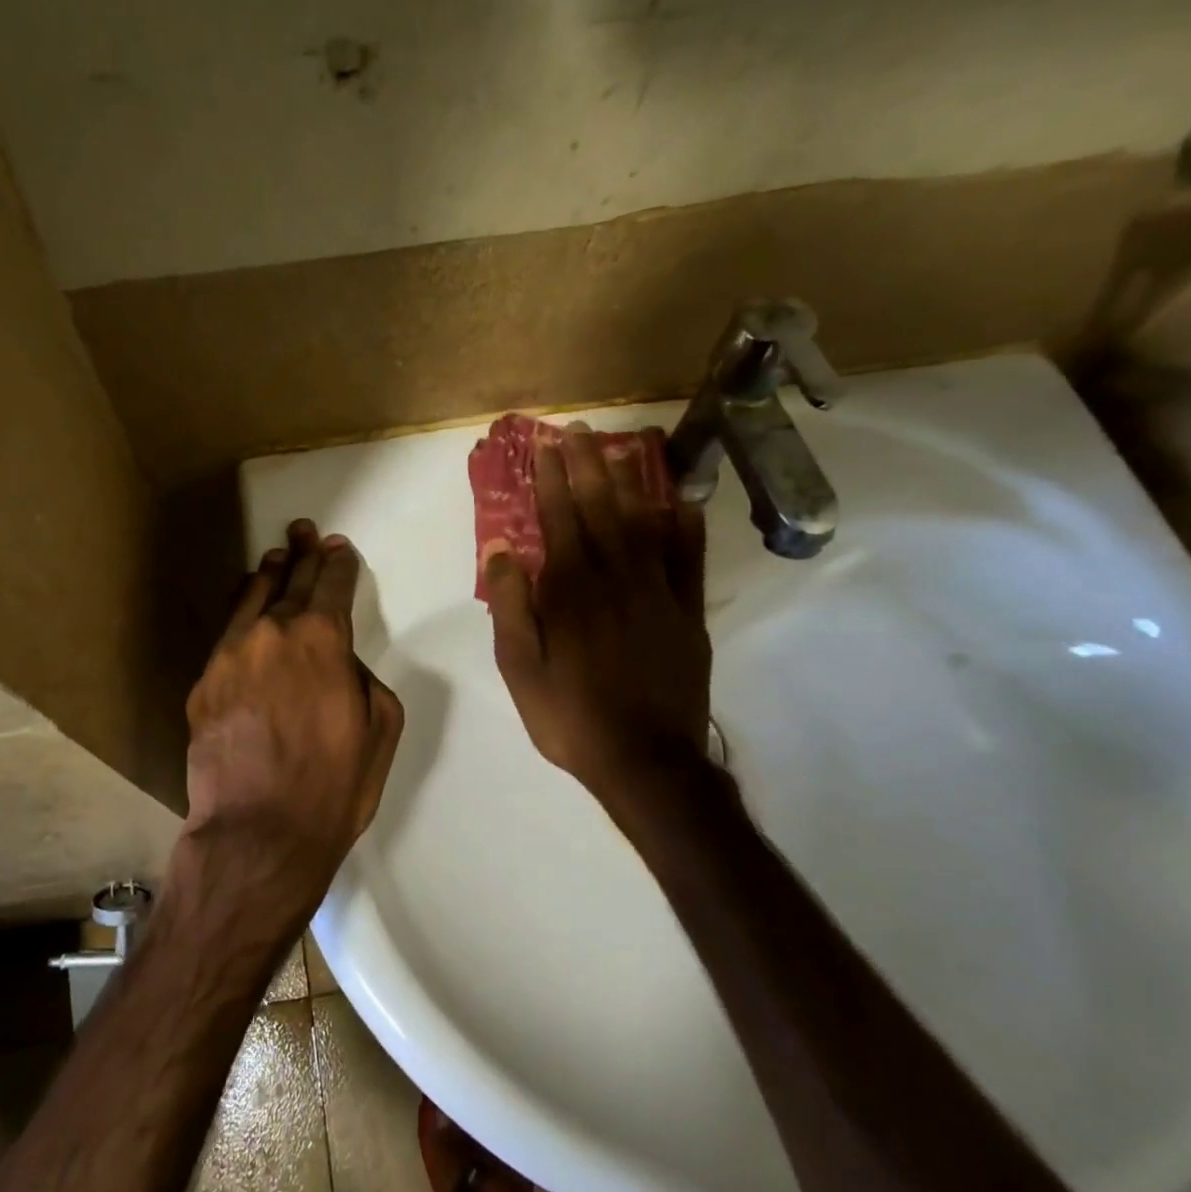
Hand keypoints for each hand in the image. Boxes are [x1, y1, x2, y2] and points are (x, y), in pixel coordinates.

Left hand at [185, 520, 403, 889]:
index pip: (332, 584)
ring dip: (268, 575)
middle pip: (291, 581)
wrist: (259, 832)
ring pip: (251, 598)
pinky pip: (227, 633)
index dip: (338, 563)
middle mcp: (272, 632)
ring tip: (275, 558)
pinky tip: (245, 608)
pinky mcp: (204, 681)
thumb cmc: (334, 784)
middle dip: (303, 554)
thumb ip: (362, 676)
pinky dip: (241, 613)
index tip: (338, 549)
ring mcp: (231, 654)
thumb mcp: (380, 726)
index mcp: (322, 638)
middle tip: (304, 530)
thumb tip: (338, 662)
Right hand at [482, 424, 715, 817]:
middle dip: (589, 465)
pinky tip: (683, 505)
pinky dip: (686, 530)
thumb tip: (501, 546)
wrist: (645, 761)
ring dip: (632, 483)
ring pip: (644, 524)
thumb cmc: (569, 715)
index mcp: (571, 590)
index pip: (559, 518)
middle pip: (602, 509)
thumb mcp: (519, 667)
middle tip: (583, 430)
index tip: (545, 444)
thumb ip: (511, 603)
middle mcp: (616, 579)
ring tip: (624, 449)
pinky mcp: (687, 615)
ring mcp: (658, 594)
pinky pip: (689, 562)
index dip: (551, 478)